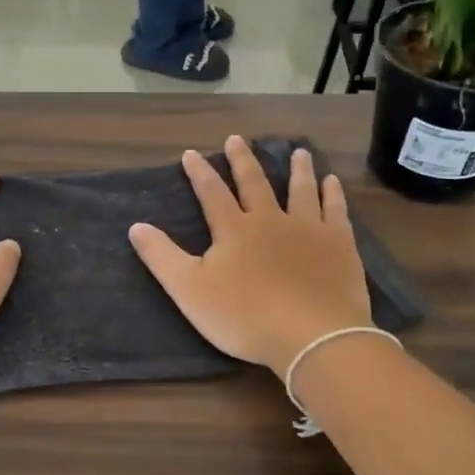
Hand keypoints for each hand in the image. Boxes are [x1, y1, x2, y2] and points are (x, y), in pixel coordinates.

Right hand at [129, 137, 372, 378]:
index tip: (192, 153)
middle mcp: (270, 219)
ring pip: (301, 189)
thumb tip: (136, 225)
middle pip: (255, 183)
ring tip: (297, 152)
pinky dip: (332, 194)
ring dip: (297, 169)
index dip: (200, 173)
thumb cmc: (245, 317)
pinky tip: (332, 182)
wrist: (311, 335)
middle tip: (237, 139)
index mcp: (234, 229)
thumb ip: (162, 257)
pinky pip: (335, 210)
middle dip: (243, 160)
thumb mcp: (190, 291)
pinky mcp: (338, 244)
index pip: (212, 193)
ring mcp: (308, 229)